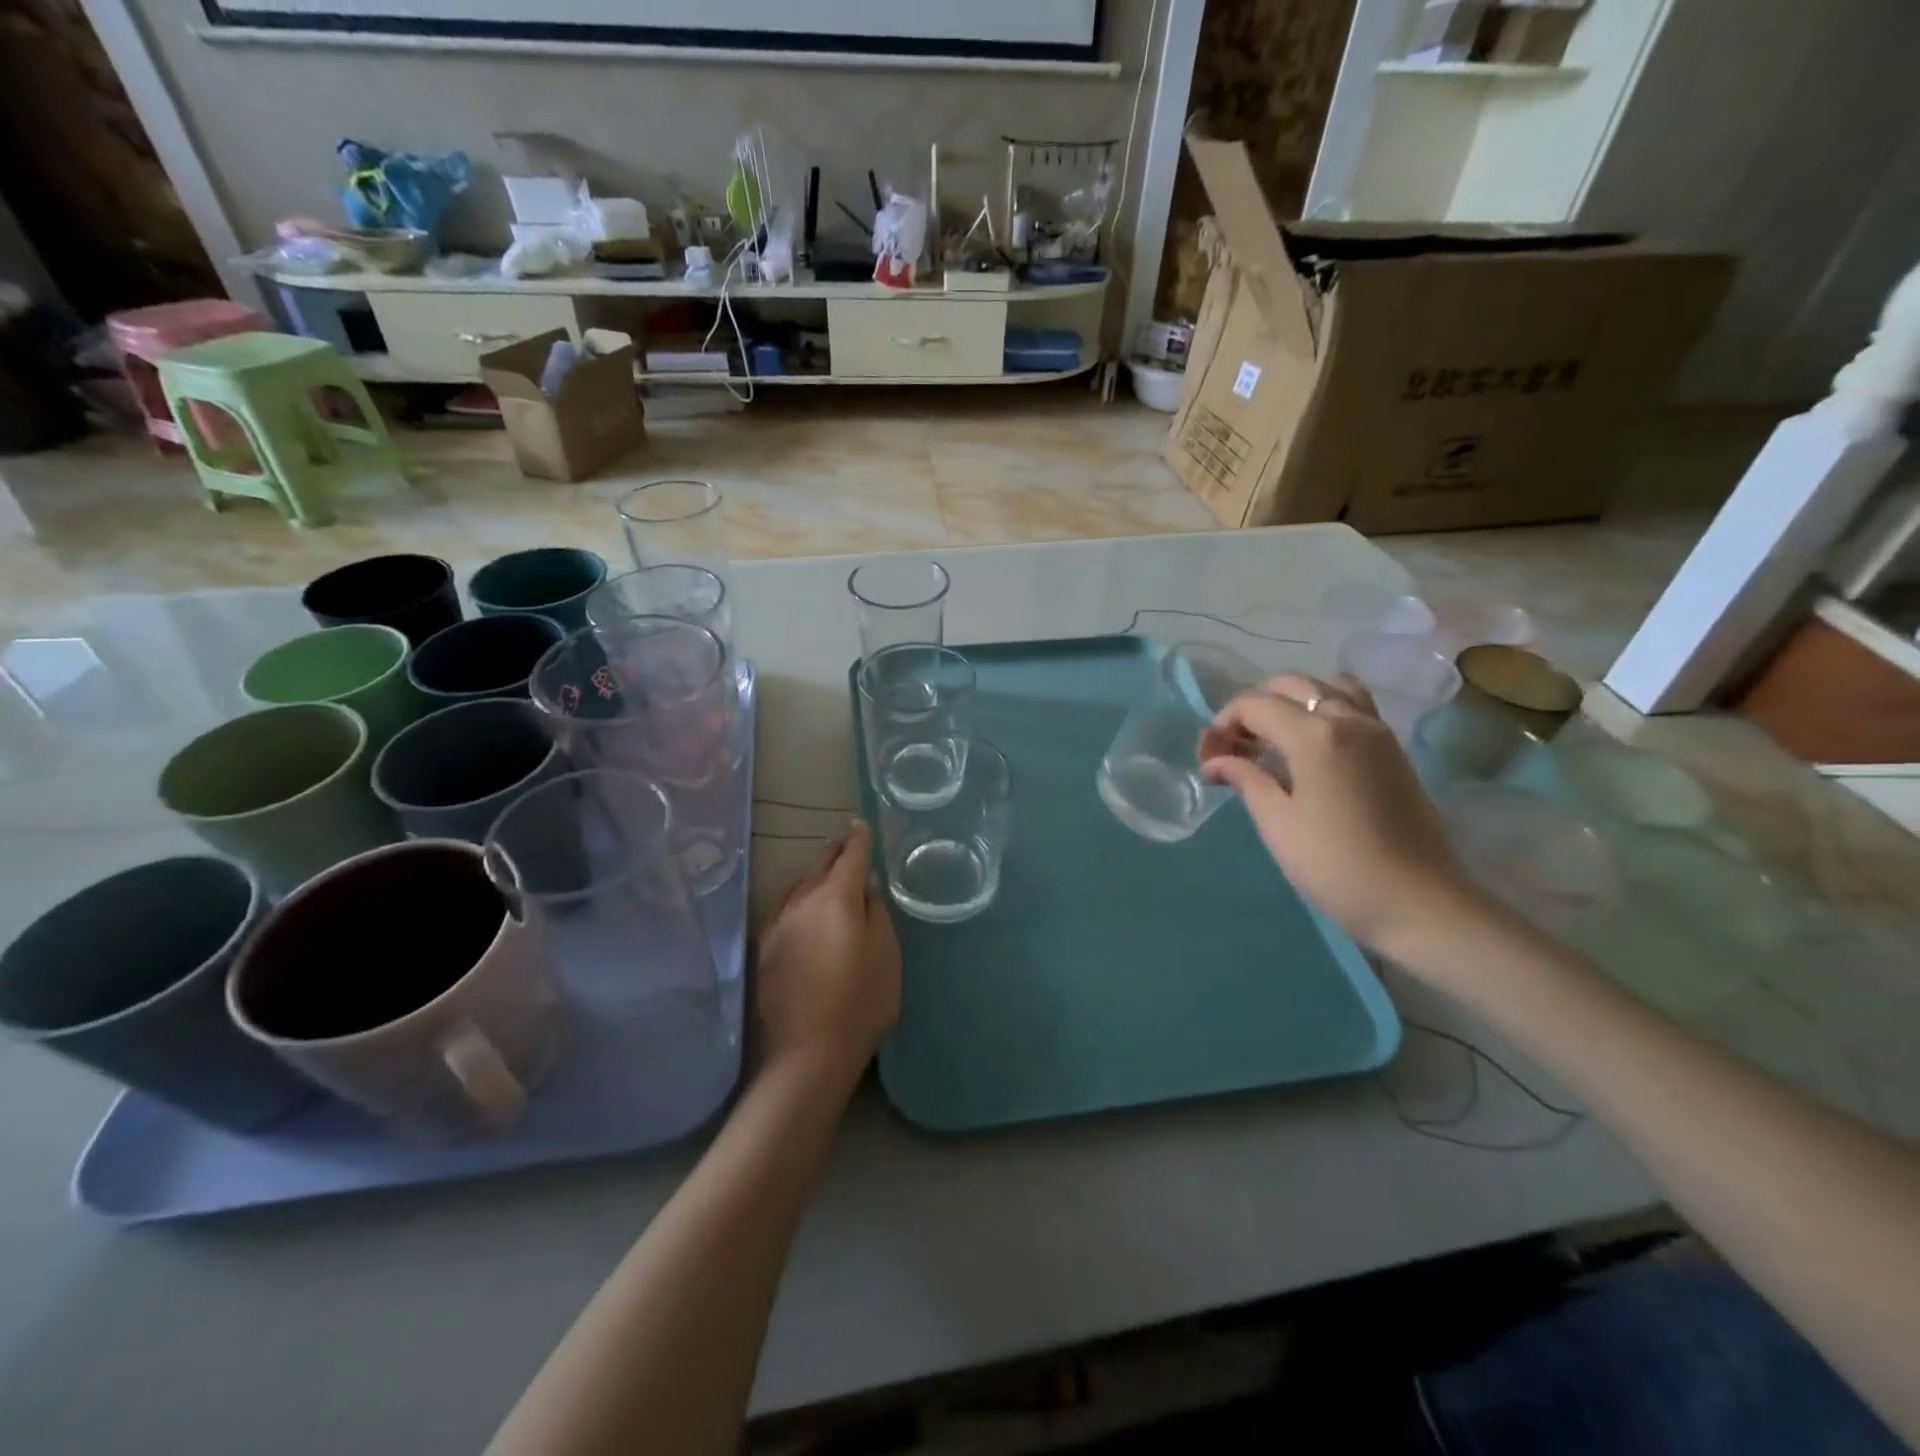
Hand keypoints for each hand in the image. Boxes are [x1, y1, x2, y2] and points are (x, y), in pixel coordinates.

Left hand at [755, 820, 900, 1083]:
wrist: (809, 1052)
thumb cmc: (861, 1000)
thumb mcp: (886, 953)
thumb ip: (876, 911)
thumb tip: (863, 887)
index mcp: (835, 897)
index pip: (850, 855)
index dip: (858, 838)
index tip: (861, 824)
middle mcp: (801, 901)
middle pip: (820, 865)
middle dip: (836, 852)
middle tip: (848, 846)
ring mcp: (777, 924)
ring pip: (798, 885)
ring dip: (815, 876)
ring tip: (828, 878)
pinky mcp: (764, 948)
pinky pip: (784, 908)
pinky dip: (798, 899)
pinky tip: (804, 912)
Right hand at [1199, 673, 1478, 954]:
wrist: (1418, 903)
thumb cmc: (1336, 867)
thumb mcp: (1278, 824)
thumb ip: (1245, 779)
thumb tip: (1215, 762)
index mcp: (1316, 735)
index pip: (1255, 704)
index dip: (1222, 725)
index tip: (1209, 761)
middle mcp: (1349, 719)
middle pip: (1290, 685)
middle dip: (1253, 709)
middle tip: (1235, 749)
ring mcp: (1378, 731)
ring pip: (1327, 687)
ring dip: (1292, 702)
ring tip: (1273, 741)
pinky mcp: (1393, 749)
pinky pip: (1352, 707)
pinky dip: (1322, 711)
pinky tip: (1308, 751)